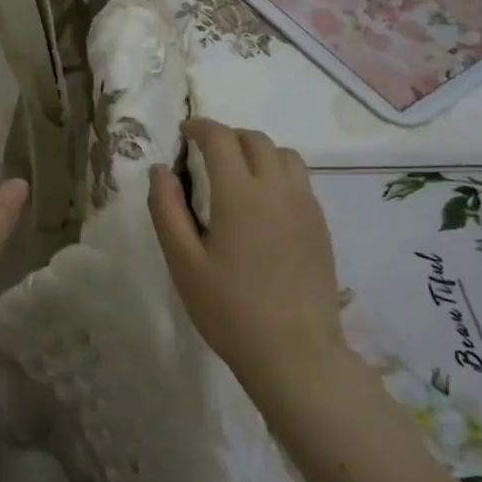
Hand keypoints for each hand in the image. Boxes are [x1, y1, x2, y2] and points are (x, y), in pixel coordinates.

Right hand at [147, 118, 349, 387]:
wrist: (295, 353)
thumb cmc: (229, 309)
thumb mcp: (183, 261)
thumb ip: (166, 209)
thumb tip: (161, 169)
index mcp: (239, 194)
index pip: (221, 139)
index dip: (200, 128)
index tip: (185, 133)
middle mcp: (277, 189)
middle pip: (255, 140)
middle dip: (227, 137)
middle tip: (205, 154)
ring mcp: (305, 206)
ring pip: (284, 155)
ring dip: (257, 151)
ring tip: (237, 174)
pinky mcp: (321, 225)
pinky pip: (300, 180)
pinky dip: (277, 173)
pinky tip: (263, 203)